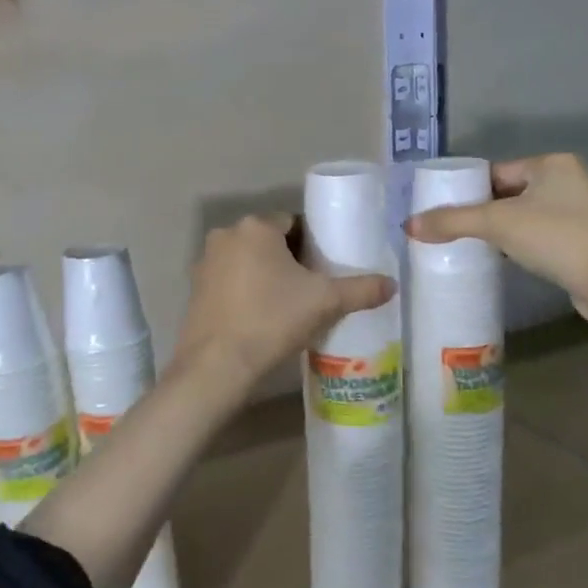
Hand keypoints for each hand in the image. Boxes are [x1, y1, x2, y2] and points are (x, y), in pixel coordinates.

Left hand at [175, 216, 395, 386]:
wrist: (218, 365)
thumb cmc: (273, 320)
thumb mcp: (326, 303)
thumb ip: (361, 289)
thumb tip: (393, 284)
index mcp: (255, 227)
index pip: (293, 222)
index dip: (313, 243)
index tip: (325, 268)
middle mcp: (225, 236)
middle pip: (268, 240)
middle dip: (290, 259)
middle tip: (312, 288)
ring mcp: (205, 263)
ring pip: (247, 261)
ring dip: (266, 275)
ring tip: (289, 305)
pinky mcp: (195, 290)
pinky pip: (230, 281)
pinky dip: (246, 292)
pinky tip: (261, 317)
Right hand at [404, 153, 587, 324]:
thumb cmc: (554, 236)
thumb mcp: (496, 223)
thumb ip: (451, 221)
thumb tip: (408, 225)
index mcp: (552, 163)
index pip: (496, 171)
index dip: (467, 190)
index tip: (442, 209)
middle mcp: (569, 180)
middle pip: (508, 194)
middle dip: (481, 212)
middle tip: (450, 230)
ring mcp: (580, 211)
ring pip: (524, 216)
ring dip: (499, 231)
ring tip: (469, 246)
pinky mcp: (584, 241)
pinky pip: (539, 236)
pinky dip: (519, 245)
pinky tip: (500, 260)